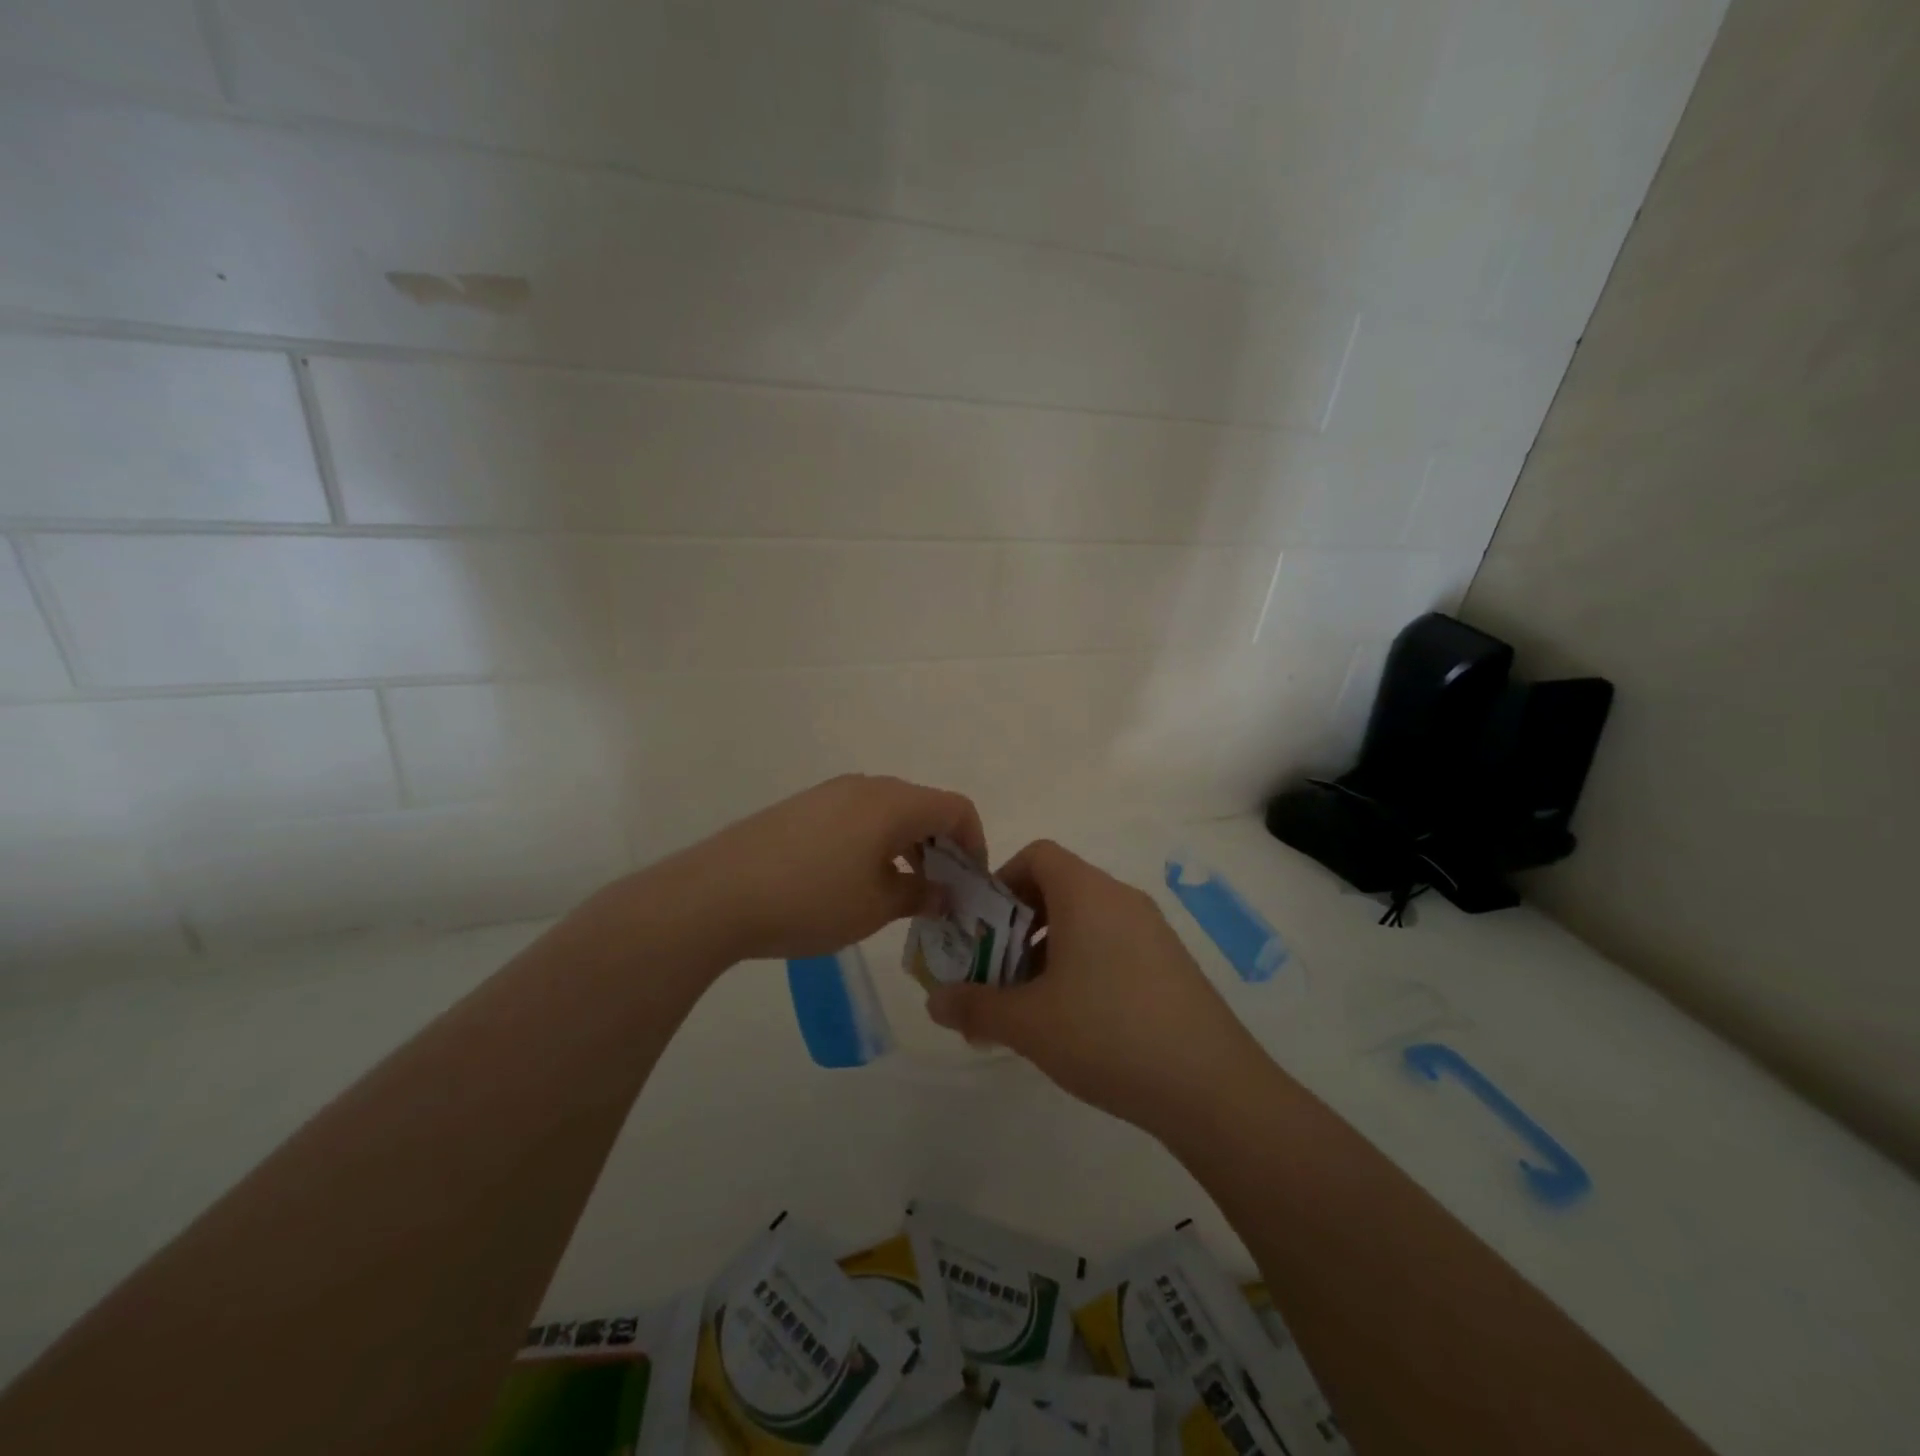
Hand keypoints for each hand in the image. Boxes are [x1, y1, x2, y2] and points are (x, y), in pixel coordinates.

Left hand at [677, 774, 986, 961]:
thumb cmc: (810, 900)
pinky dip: (874, 842)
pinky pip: (856, 817)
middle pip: (923, 806)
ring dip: (906, 846)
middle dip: (940, 847)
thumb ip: (920, 894)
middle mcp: (865, 786)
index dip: (974, 843)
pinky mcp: (802, 808)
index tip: (969, 884)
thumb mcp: (876, 907)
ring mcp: (829, 793)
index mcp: (893, 802)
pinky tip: (854, 880)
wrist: (716, 894)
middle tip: (938, 892)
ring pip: (888, 812)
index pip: (956, 808)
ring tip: (898, 891)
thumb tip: (943, 892)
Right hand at [925, 839, 1265, 1138]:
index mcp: (1087, 893)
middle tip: (997, 973)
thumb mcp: (1029, 1023)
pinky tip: (1077, 1022)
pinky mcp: (1171, 964)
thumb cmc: (1107, 1033)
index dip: (1002, 881)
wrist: (1211, 1087)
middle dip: (1017, 925)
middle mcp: (1121, 899)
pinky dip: (1083, 966)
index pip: (1037, 855)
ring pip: (1086, 921)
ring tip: (1032, 1005)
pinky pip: (1113, 946)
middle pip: (1058, 888)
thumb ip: (975, 1006)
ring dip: (1048, 951)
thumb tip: (934, 1003)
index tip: (982, 927)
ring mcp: (1152, 931)